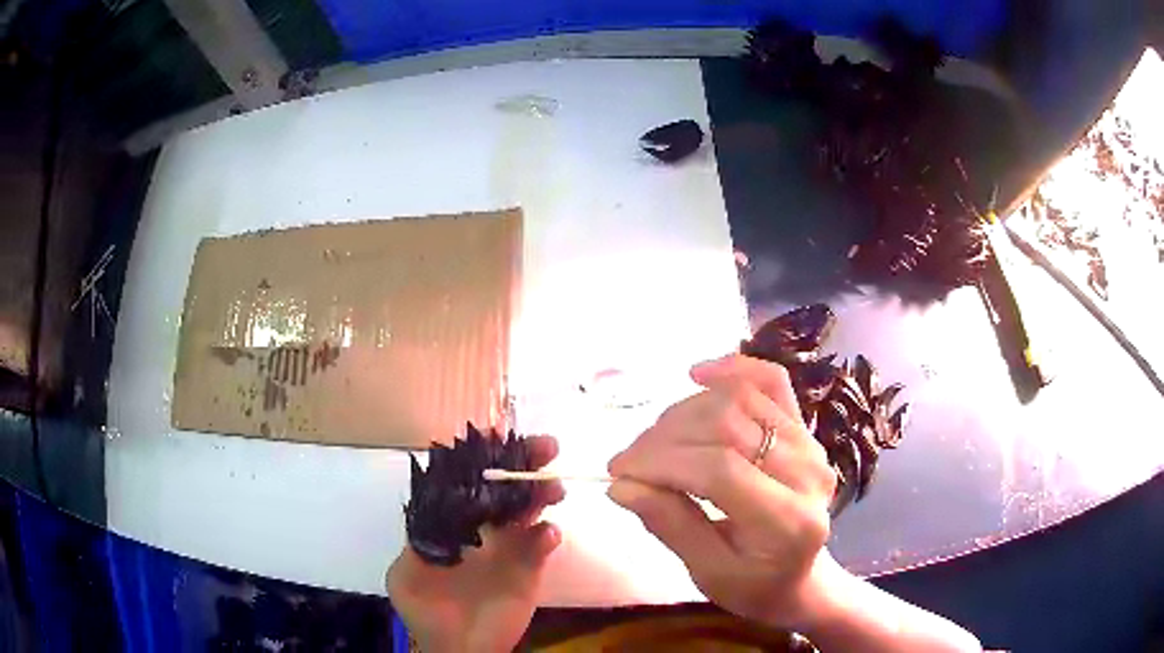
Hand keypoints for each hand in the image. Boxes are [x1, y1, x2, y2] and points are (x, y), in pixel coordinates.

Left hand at [387, 436, 564, 652]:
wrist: (459, 648)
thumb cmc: (428, 611)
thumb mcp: (406, 576)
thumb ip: (416, 542)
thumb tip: (432, 510)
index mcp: (452, 523)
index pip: (468, 482)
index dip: (482, 458)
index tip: (497, 437)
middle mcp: (482, 527)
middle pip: (505, 487)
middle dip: (524, 463)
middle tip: (545, 447)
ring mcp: (509, 546)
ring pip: (529, 508)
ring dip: (542, 493)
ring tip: (551, 488)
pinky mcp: (530, 568)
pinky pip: (543, 544)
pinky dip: (547, 536)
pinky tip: (546, 535)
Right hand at [607, 354, 836, 629]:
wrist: (799, 577)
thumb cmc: (753, 586)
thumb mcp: (708, 572)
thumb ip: (670, 525)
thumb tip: (621, 485)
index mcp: (788, 520)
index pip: (718, 469)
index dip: (661, 462)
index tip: (618, 471)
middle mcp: (808, 471)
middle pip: (727, 426)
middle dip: (665, 438)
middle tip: (629, 461)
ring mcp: (810, 443)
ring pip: (740, 398)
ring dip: (684, 411)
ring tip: (655, 440)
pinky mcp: (804, 428)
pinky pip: (771, 381)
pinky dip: (733, 368)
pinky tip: (699, 374)